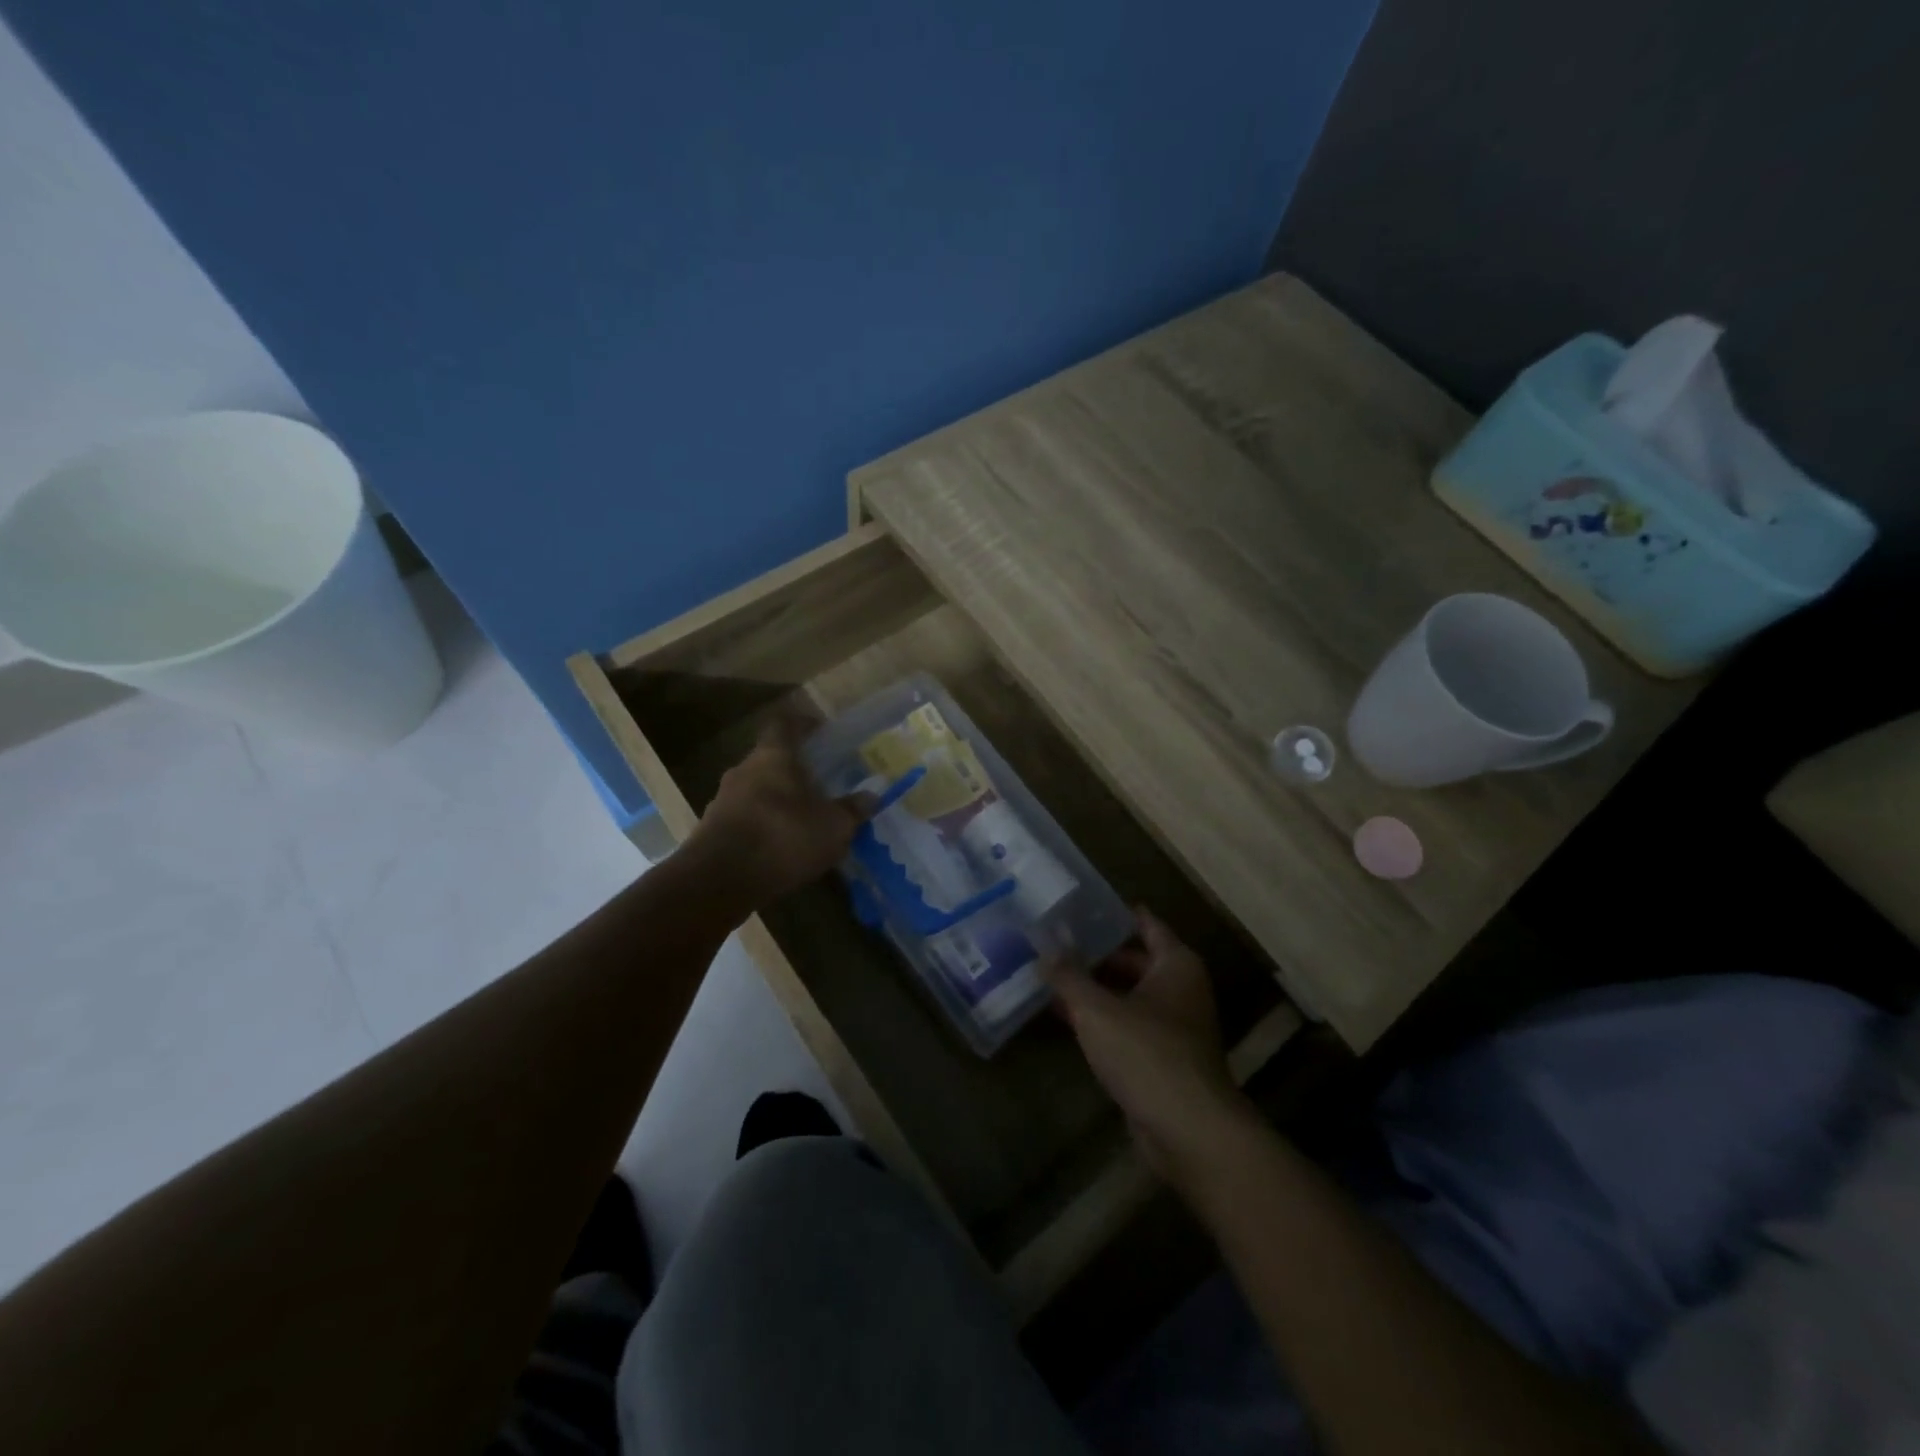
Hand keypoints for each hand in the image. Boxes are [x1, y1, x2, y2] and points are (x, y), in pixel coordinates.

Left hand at [685, 714, 874, 907]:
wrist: (720, 879)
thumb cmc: (784, 836)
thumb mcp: (833, 826)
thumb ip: (852, 810)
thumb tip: (871, 796)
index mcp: (773, 756)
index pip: (784, 723)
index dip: (802, 724)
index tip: (820, 731)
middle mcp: (744, 769)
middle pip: (769, 759)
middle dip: (792, 769)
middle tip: (818, 783)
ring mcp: (723, 799)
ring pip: (755, 790)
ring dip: (776, 800)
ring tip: (801, 820)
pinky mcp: (712, 830)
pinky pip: (744, 818)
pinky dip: (761, 826)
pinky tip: (778, 847)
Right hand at [1045, 909, 1252, 1180]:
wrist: (1188, 1130)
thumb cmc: (1147, 1053)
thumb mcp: (1097, 1009)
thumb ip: (1069, 976)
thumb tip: (1045, 946)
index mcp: (1175, 964)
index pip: (1145, 923)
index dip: (1113, 913)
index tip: (1079, 903)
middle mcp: (1180, 988)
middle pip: (1134, 959)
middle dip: (1095, 953)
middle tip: (1053, 939)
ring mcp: (1173, 1026)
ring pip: (1127, 995)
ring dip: (1094, 988)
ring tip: (1050, 974)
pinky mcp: (1162, 1059)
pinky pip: (1126, 1026)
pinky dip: (1100, 1019)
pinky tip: (1065, 1018)